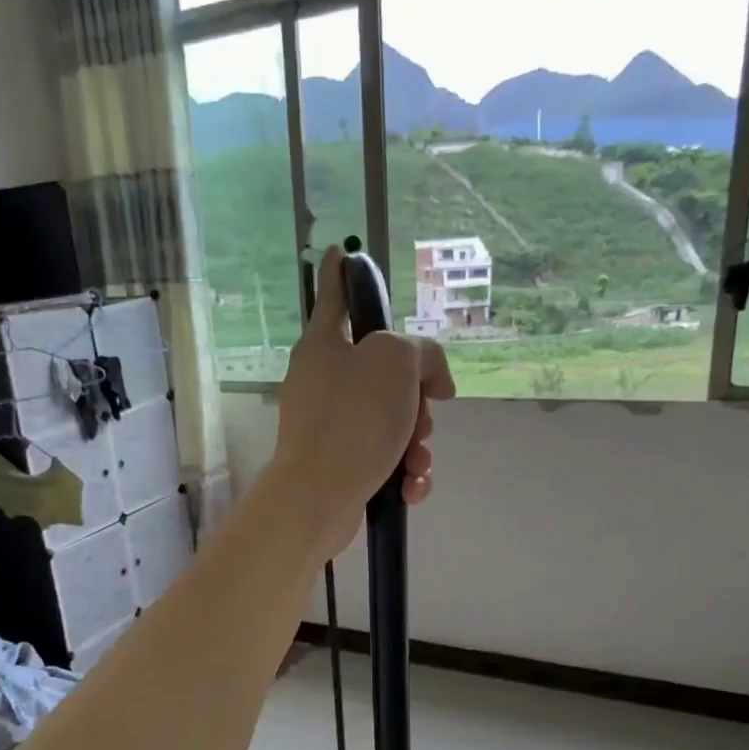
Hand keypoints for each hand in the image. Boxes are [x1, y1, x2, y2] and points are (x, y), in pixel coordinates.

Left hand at [272, 247, 454, 562]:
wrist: (318, 496)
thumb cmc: (354, 418)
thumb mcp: (397, 362)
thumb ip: (421, 352)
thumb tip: (429, 379)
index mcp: (324, 345)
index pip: (336, 296)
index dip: (341, 273)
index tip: (339, 253)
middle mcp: (322, 381)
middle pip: (383, 371)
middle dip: (417, 396)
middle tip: (425, 414)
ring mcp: (327, 426)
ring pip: (390, 419)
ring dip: (416, 441)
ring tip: (416, 460)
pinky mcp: (338, 465)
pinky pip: (383, 458)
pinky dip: (402, 472)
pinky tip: (411, 486)